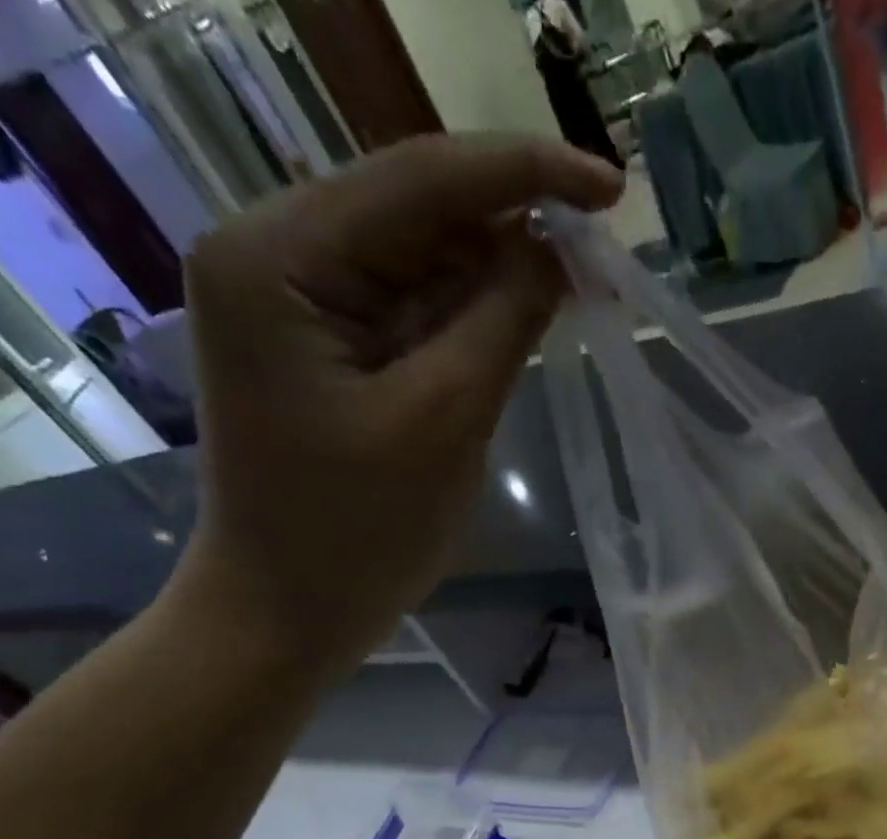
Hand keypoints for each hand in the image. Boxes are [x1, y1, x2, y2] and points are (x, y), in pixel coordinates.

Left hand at [174, 133, 622, 675]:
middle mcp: (273, 254)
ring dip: (496, 275)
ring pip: (419, 261)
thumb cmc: (356, 536)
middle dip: (512, 228)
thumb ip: (503, 321)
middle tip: (602, 257)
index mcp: (278, 257)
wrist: (286, 614)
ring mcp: (295, 302)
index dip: (525, 175)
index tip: (613, 188)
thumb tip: (557, 249)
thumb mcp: (443, 423)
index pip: (419, 180)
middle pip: (416, 211)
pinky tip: (521, 323)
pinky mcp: (322, 347)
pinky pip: (410, 311)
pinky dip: (469, 317)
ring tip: (577, 293)